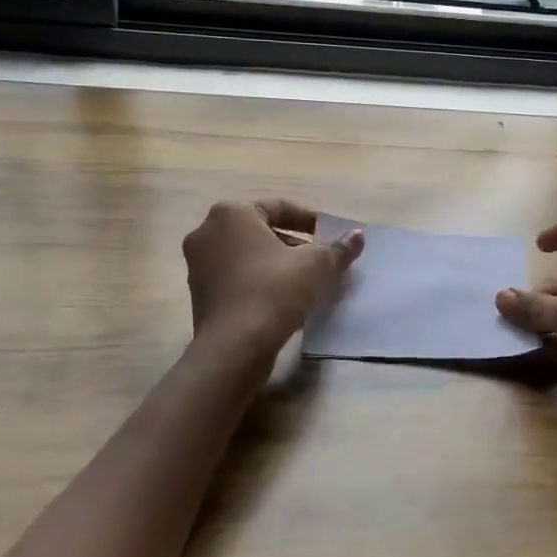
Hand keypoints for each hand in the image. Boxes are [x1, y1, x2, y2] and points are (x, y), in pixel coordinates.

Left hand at [183, 200, 362, 355]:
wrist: (234, 348)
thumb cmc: (274, 291)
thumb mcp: (316, 266)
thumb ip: (338, 248)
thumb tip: (358, 235)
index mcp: (231, 214)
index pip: (279, 208)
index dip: (310, 222)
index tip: (330, 238)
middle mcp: (208, 232)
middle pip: (262, 231)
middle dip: (294, 244)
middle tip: (321, 261)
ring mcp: (198, 264)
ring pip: (248, 255)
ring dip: (277, 264)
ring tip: (307, 282)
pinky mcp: (199, 294)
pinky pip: (236, 277)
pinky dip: (259, 282)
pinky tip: (283, 300)